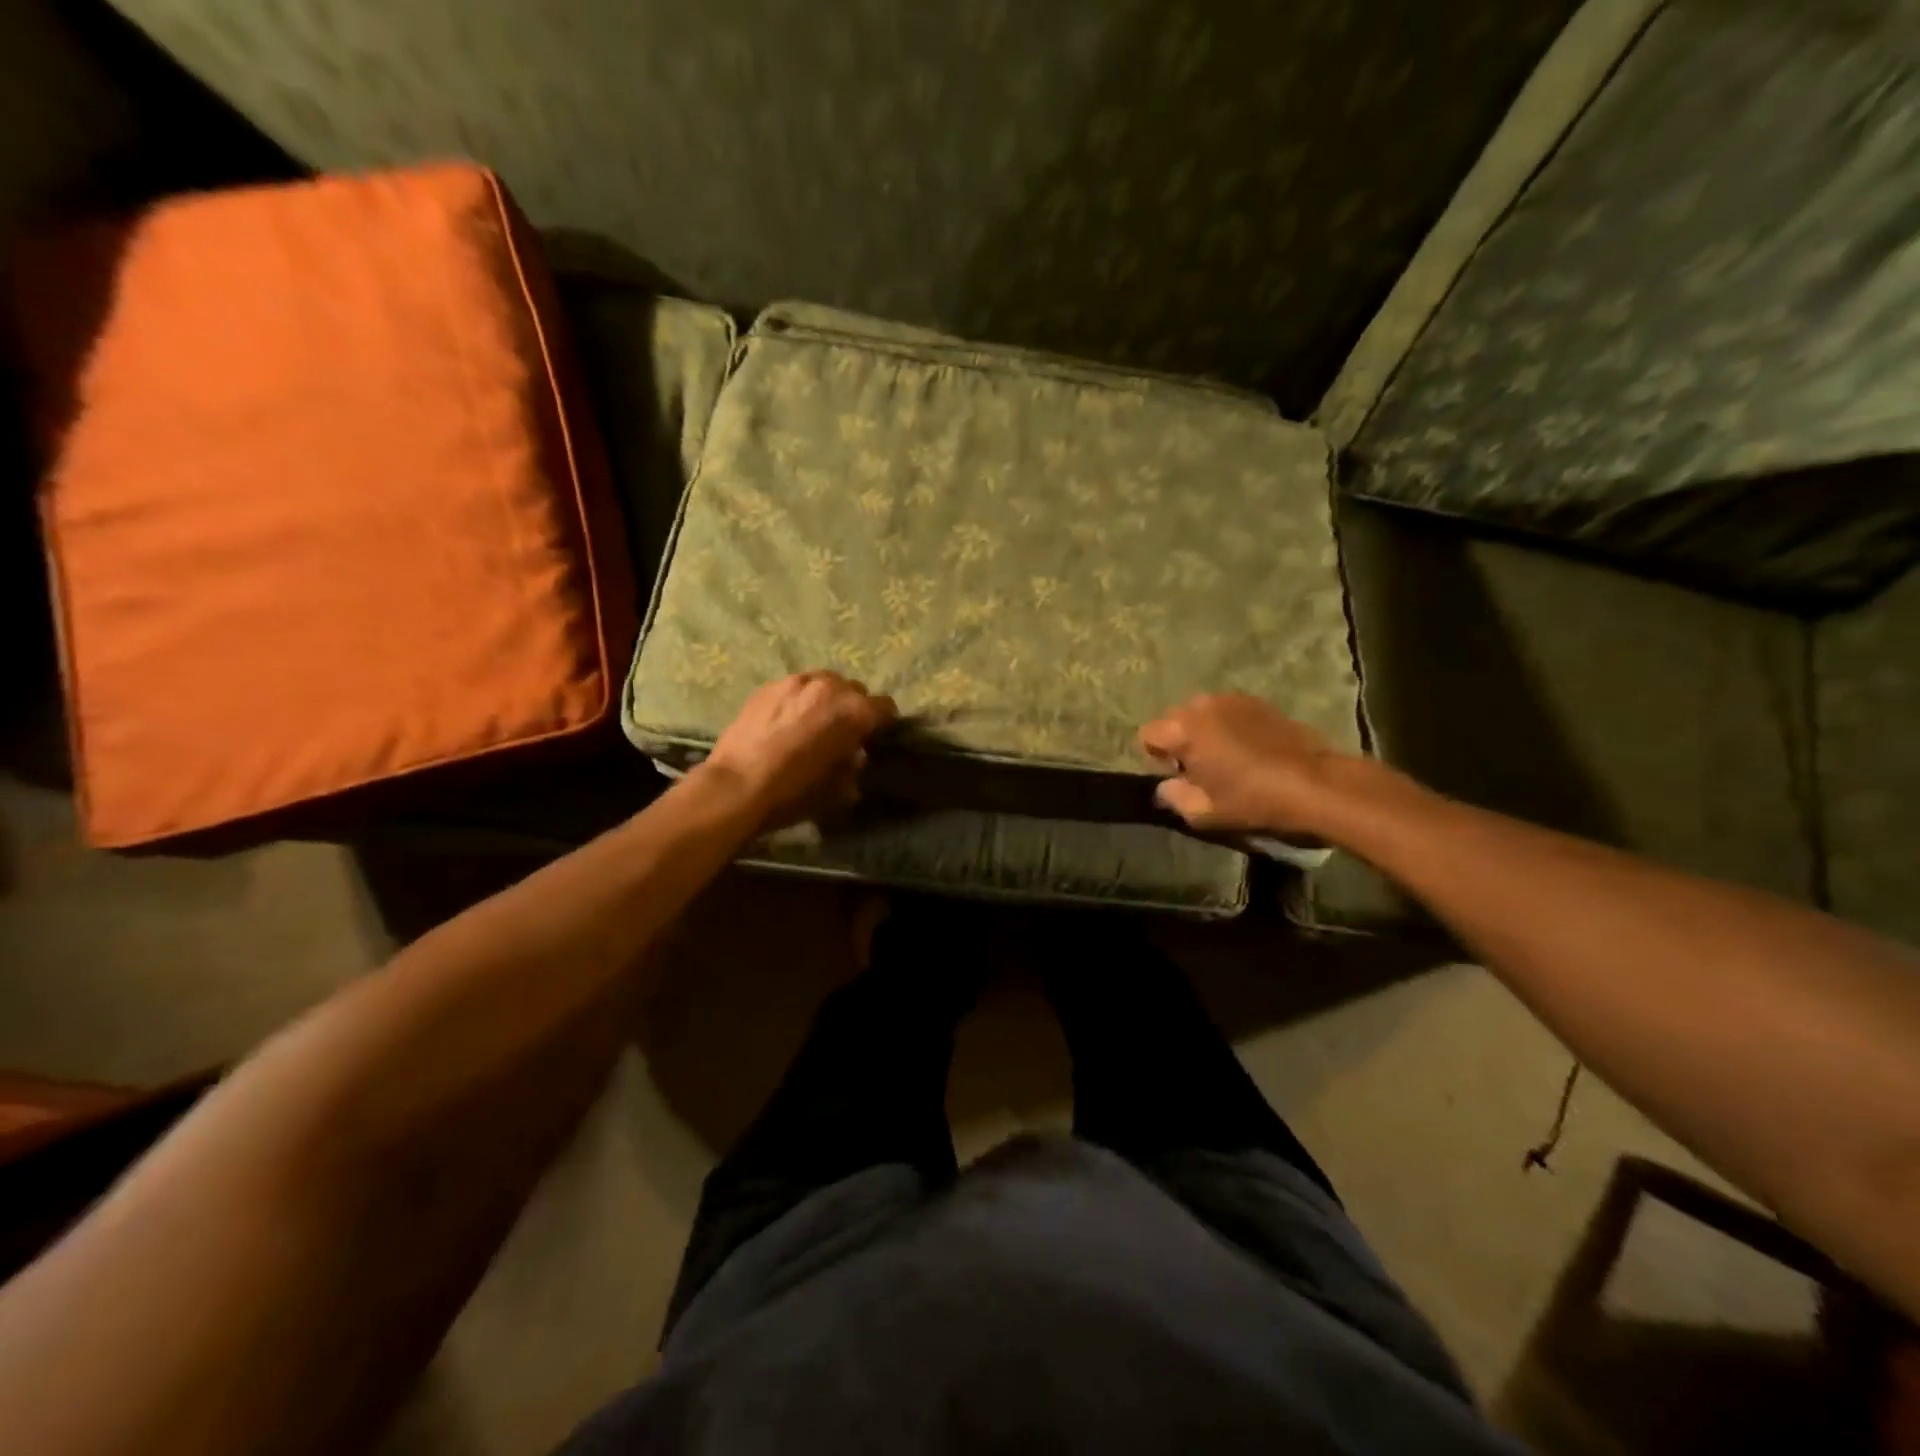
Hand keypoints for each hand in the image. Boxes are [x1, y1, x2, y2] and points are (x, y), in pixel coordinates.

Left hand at [702, 671, 896, 829]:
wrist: (736, 787)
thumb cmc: (794, 792)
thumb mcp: (839, 789)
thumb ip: (854, 766)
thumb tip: (854, 755)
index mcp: (855, 712)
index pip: (885, 707)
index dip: (882, 723)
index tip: (874, 737)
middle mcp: (830, 687)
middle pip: (854, 690)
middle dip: (853, 708)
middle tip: (842, 730)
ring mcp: (796, 682)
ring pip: (823, 683)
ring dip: (825, 699)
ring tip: (812, 720)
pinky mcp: (768, 686)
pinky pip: (794, 687)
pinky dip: (797, 700)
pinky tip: (785, 721)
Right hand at [1137, 692, 1355, 836]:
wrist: (1314, 784)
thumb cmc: (1252, 799)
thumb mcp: (1203, 812)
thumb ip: (1172, 797)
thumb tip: (1165, 787)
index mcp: (1184, 729)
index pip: (1148, 734)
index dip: (1156, 756)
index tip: (1178, 775)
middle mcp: (1202, 705)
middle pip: (1173, 719)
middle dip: (1179, 741)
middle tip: (1201, 768)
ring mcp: (1232, 699)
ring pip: (1201, 713)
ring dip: (1204, 731)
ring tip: (1225, 757)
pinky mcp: (1257, 701)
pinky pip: (1227, 711)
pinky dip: (1227, 725)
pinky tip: (1247, 748)